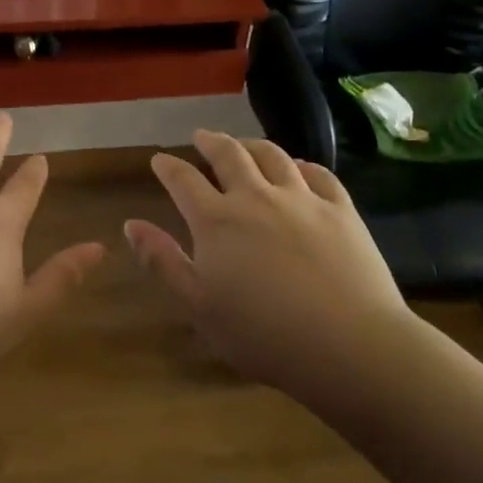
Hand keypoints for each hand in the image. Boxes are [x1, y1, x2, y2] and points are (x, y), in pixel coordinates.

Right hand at [124, 131, 417, 404]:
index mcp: (217, 220)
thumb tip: (131, 224)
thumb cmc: (264, 334)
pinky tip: (300, 168)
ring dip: (252, 145)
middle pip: (229, 155)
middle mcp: (256, 196)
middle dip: (210, 142)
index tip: (159, 159)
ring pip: (273, 156)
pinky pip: (320, 174)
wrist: (350, 345)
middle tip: (201, 136)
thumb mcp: (199, 306)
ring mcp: (302, 199)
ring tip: (244, 144)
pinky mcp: (341, 210)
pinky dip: (303, 165)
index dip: (168, 167)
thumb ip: (163, 261)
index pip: (184, 180)